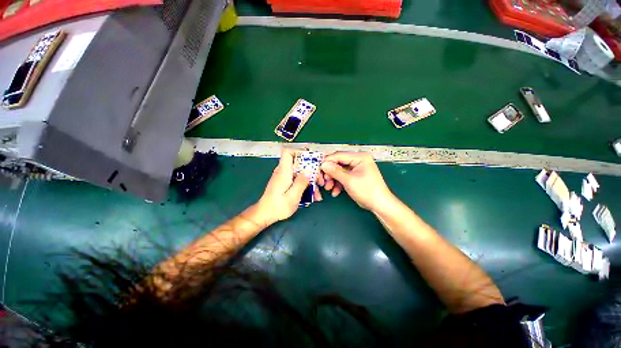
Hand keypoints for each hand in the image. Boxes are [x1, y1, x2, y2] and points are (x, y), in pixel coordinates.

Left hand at [254, 149, 315, 225]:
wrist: (265, 214)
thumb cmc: (278, 207)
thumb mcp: (293, 196)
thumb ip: (301, 182)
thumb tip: (309, 170)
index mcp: (283, 172)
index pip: (288, 152)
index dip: (299, 152)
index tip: (312, 160)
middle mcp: (283, 171)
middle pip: (298, 163)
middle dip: (311, 170)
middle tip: (320, 181)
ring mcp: (284, 177)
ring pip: (300, 172)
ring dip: (310, 180)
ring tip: (317, 193)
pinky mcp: (285, 183)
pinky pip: (297, 179)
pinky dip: (305, 185)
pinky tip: (312, 195)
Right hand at [319, 152, 393, 211]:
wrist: (379, 205)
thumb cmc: (368, 191)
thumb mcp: (349, 180)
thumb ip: (335, 171)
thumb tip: (324, 164)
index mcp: (360, 158)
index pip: (339, 155)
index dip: (328, 161)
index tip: (319, 168)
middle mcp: (358, 161)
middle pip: (338, 164)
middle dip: (330, 173)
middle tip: (324, 181)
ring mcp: (356, 169)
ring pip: (339, 171)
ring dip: (333, 180)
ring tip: (329, 188)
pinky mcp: (354, 177)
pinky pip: (342, 177)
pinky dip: (338, 184)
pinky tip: (335, 191)